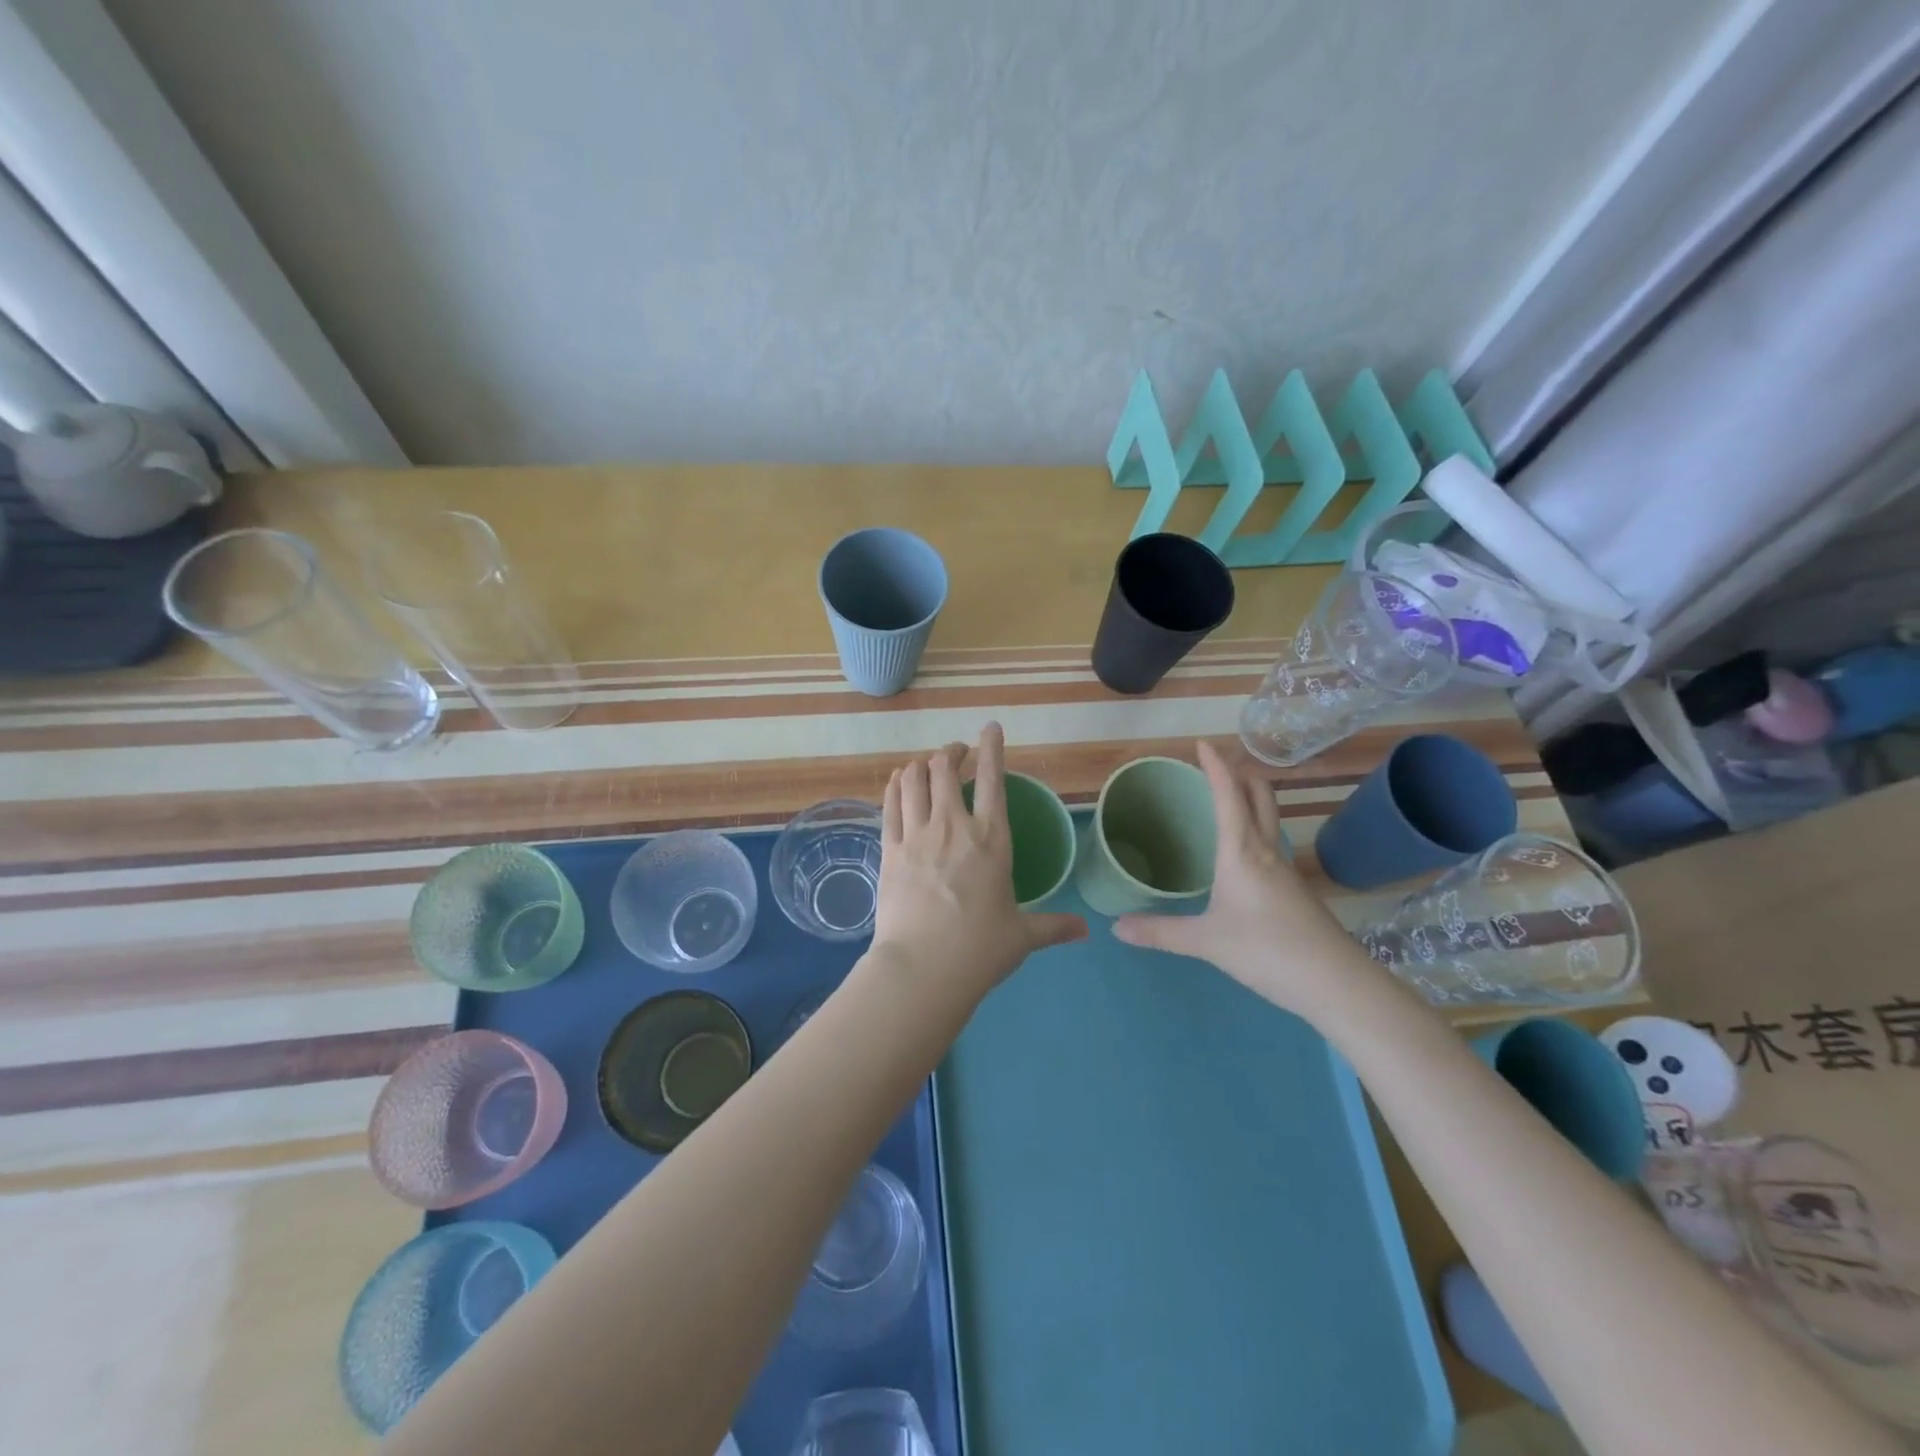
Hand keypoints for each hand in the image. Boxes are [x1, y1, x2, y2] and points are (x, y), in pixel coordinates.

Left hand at [872, 722, 1086, 1006]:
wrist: (922, 969)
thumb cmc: (980, 951)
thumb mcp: (1023, 936)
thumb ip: (1054, 926)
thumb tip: (1086, 931)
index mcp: (992, 840)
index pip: (993, 780)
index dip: (992, 747)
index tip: (990, 727)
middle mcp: (953, 826)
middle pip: (945, 768)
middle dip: (952, 752)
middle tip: (957, 753)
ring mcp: (916, 835)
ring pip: (913, 779)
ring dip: (922, 765)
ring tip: (928, 765)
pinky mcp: (889, 850)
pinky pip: (889, 804)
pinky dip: (895, 786)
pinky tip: (899, 782)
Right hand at [1113, 741, 1368, 1017]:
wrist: (1336, 982)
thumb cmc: (1267, 950)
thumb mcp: (1206, 942)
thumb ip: (1161, 932)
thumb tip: (1116, 927)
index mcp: (1242, 851)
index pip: (1228, 796)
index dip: (1216, 767)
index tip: (1203, 743)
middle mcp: (1267, 851)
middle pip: (1260, 797)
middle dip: (1241, 773)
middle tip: (1218, 762)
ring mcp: (1286, 870)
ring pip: (1269, 819)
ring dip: (1251, 799)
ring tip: (1227, 798)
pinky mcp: (1296, 890)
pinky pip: (1271, 844)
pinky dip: (1255, 829)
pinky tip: (1242, 853)